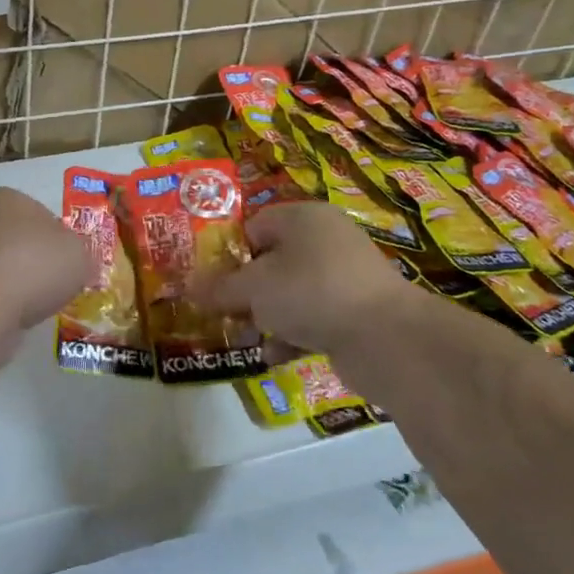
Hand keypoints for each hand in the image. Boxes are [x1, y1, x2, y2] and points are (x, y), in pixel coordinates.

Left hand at [0, 187, 90, 333]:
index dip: (55, 237)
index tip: (66, 261)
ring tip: (33, 304)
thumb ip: (78, 253)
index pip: (35, 212)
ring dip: (12, 281)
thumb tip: (73, 262)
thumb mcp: (78, 254)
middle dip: (29, 257)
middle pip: (11, 237)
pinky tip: (11, 315)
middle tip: (52, 282)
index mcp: (1, 196)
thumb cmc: (33, 265)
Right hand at [201, 202, 424, 358]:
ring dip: (265, 317)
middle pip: (271, 263)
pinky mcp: (355, 313)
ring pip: (291, 294)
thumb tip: (187, 288)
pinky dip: (292, 336)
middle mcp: (326, 241)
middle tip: (221, 314)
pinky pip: (312, 319)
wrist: (386, 338)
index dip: (227, 254)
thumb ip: (219, 288)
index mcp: (303, 218)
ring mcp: (344, 278)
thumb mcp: (253, 288)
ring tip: (243, 339)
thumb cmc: (310, 292)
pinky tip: (274, 355)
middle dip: (244, 292)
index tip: (208, 282)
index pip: (254, 227)